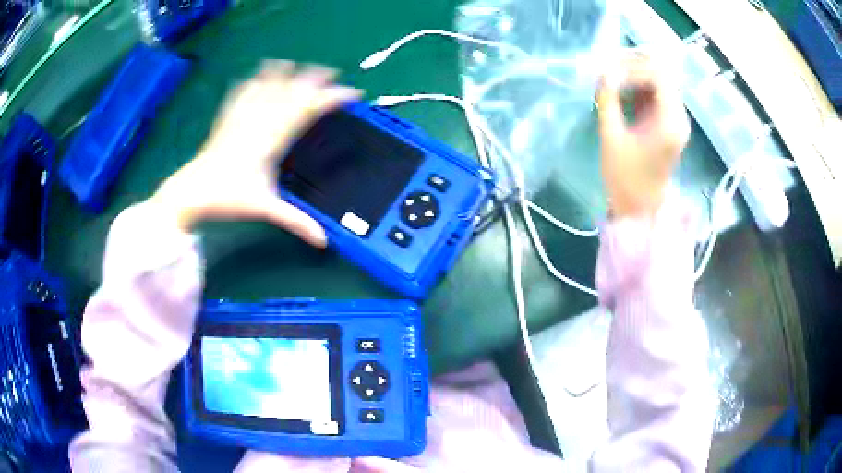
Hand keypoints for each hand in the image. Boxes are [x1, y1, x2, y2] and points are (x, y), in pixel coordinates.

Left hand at [150, 60, 361, 246]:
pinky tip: (255, 74)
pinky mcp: (227, 118)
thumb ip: (296, 222)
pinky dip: (252, 81)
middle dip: (313, 78)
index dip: (332, 98)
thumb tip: (324, 241)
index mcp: (272, 138)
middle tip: (332, 72)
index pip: (308, 109)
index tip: (352, 94)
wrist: (190, 192)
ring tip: (296, 64)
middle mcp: (258, 120)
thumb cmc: (227, 198)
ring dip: (284, 73)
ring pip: (267, 85)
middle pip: (290, 89)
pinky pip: (242, 93)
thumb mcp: (264, 209)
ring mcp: (241, 116)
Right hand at [596, 54, 688, 218]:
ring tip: (612, 79)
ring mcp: (675, 121)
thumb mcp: (612, 138)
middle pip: (661, 76)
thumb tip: (603, 72)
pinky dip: (639, 89)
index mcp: (670, 122)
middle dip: (634, 67)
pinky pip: (656, 96)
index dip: (632, 67)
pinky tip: (622, 93)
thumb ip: (608, 101)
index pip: (657, 76)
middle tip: (609, 69)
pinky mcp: (669, 125)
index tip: (608, 72)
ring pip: (659, 83)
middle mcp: (678, 117)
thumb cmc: (626, 178)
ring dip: (636, 77)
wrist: (640, 208)